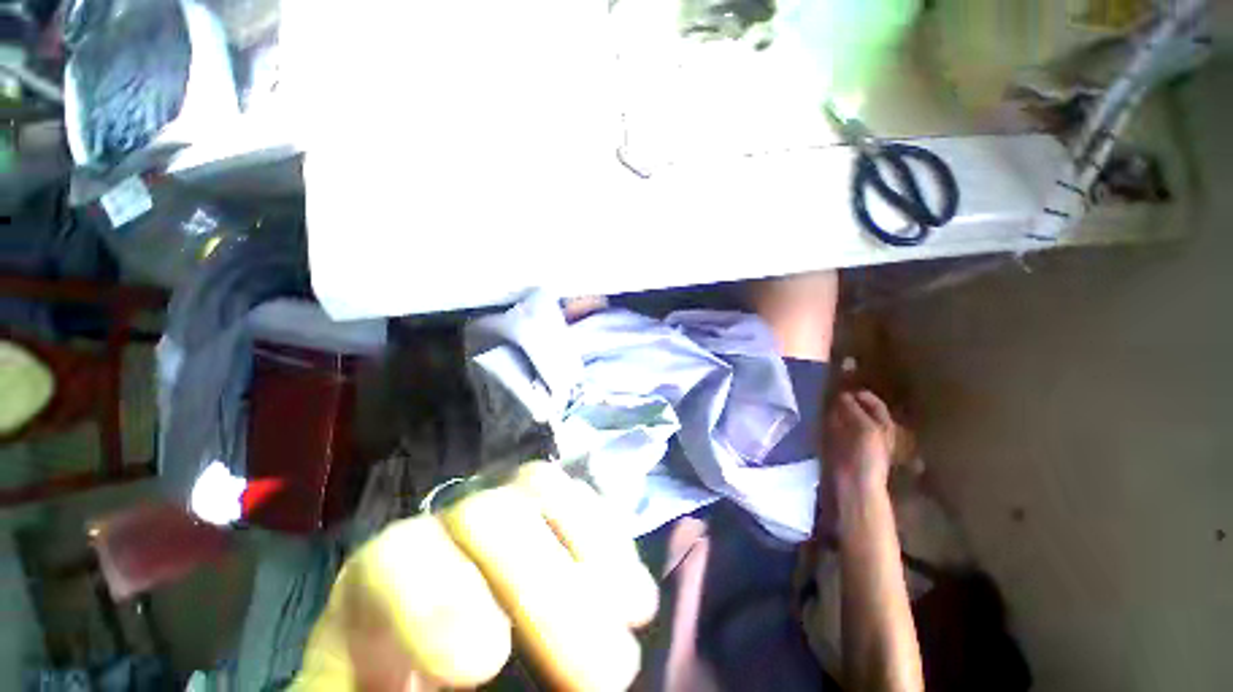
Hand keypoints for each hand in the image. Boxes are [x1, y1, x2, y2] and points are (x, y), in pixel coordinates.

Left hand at [294, 463, 657, 691]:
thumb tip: (491, 681)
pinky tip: (632, 590)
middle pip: (489, 514)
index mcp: (378, 591)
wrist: (442, 672)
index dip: (439, 594)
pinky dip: (610, 538)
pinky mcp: (545, 514)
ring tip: (631, 617)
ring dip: (591, 548)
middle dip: (548, 589)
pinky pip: (578, 496)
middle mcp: (445, 532)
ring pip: (539, 488)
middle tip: (606, 674)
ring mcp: (501, 511)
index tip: (487, 664)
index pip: (396, 553)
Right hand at [823, 390, 896, 494]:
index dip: (862, 394)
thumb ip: (854, 409)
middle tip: (829, 389)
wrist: (853, 483)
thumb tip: (842, 394)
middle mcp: (869, 429)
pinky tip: (818, 414)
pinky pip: (831, 426)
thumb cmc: (867, 455)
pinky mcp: (837, 444)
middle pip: (858, 408)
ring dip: (834, 408)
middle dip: (845, 399)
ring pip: (843, 416)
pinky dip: (826, 419)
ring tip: (821, 399)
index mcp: (884, 425)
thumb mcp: (866, 429)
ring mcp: (852, 437)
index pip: (874, 403)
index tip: (845, 384)